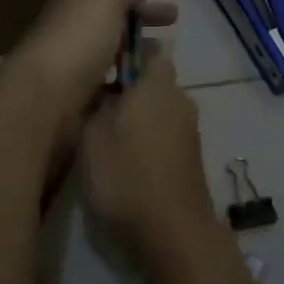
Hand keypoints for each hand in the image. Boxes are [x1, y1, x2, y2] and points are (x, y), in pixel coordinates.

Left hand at [8, 0, 181, 142]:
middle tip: (173, 35)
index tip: (174, 5)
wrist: (42, 98)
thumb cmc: (77, 38)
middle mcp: (76, 27)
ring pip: (115, 54)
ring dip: (140, 57)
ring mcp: (77, 63)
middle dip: (145, 25)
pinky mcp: (81, 96)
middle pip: (117, 21)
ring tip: (166, 66)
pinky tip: (148, 91)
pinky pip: (112, 86)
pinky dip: (130, 85)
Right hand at [79, 51, 215, 257]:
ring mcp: (189, 131)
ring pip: (158, 111)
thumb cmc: (125, 174)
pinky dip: (147, 142)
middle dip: (128, 91)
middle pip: (153, 83)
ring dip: (136, 119)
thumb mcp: (92, 135)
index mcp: (158, 84)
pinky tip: (124, 163)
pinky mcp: (191, 159)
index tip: (102, 67)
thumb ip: (97, 104)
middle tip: (93, 107)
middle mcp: (180, 100)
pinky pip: (164, 136)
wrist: (172, 233)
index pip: (150, 50)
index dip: (127, 53)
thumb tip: (104, 89)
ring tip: (103, 138)